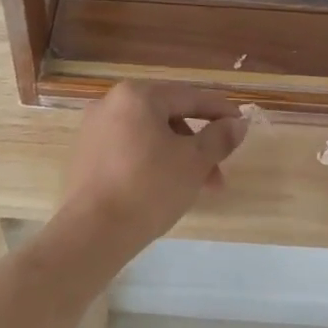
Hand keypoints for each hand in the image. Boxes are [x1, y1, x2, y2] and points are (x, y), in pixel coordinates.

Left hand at [56, 82, 247, 257]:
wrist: (93, 231)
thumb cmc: (150, 188)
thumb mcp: (194, 162)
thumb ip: (219, 138)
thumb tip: (237, 124)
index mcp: (137, 96)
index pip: (189, 97)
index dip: (220, 111)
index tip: (241, 125)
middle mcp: (111, 104)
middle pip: (168, 117)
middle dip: (198, 144)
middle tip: (218, 173)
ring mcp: (94, 130)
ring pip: (149, 136)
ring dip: (178, 157)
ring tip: (196, 189)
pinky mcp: (85, 156)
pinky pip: (129, 150)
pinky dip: (152, 163)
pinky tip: (166, 189)